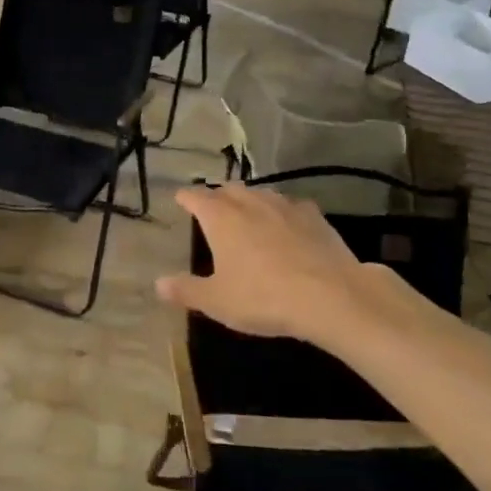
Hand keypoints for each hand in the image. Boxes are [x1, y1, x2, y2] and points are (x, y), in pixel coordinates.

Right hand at [155, 183, 427, 350]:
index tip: (180, 199)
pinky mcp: (315, 217)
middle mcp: (250, 203)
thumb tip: (159, 283)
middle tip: (212, 207)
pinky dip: (282, 212)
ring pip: (261, 193)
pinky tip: (287, 224)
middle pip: (228, 189)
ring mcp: (285, 206)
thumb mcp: (217, 301)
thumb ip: (186, 290)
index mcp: (221, 218)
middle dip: (217, 195)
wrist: (331, 297)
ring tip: (247, 212)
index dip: (185, 198)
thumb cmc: (263, 297)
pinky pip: (291, 206)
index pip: (195, 197)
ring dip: (249, 199)